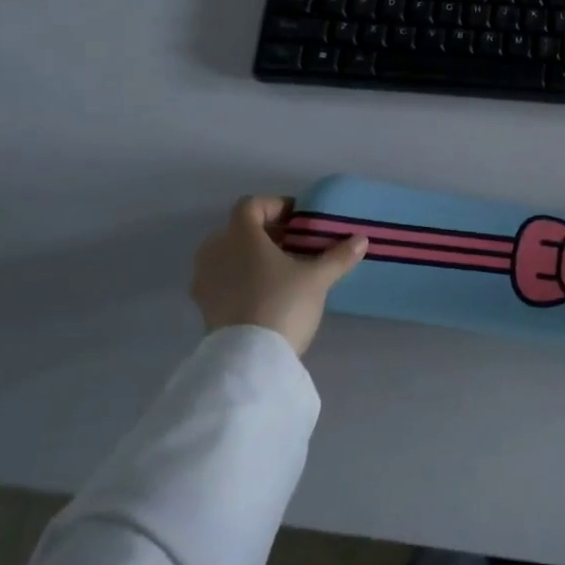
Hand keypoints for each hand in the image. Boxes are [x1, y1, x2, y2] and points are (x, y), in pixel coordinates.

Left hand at [191, 196, 366, 354]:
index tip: (299, 219)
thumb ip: (338, 256)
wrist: (249, 360)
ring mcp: (204, 280)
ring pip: (228, 256)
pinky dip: (240, 279)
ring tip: (281, 272)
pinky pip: (222, 280)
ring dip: (251, 257)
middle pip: (238, 230)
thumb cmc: (282, 304)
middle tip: (294, 245)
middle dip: (265, 233)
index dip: (275, 206)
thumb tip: (361, 240)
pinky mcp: (203, 307)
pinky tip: (265, 295)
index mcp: (240, 235)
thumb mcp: (317, 279)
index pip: (251, 205)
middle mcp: (215, 251)